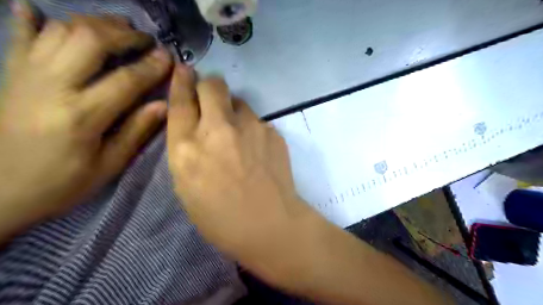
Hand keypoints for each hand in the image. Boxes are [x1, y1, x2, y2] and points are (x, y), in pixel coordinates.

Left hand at [0, 2, 171, 240]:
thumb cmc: (61, 183)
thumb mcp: (109, 165)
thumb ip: (136, 131)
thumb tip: (163, 105)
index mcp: (82, 115)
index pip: (126, 80)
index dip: (151, 66)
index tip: (169, 56)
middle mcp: (53, 86)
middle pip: (90, 41)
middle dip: (124, 34)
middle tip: (145, 39)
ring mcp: (27, 75)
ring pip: (62, 31)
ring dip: (93, 22)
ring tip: (118, 26)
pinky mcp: (10, 74)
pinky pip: (19, 37)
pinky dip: (29, 19)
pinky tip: (35, 7)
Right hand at [168, 65, 321, 276]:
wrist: (270, 224)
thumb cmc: (222, 218)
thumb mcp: (187, 187)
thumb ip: (187, 151)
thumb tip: (195, 127)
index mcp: (187, 148)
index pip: (180, 102)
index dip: (181, 82)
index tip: (184, 70)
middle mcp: (217, 130)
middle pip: (212, 86)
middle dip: (209, 87)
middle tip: (213, 100)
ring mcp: (249, 127)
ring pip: (239, 101)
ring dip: (234, 111)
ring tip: (240, 137)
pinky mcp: (272, 131)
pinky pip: (258, 121)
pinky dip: (253, 129)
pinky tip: (258, 152)